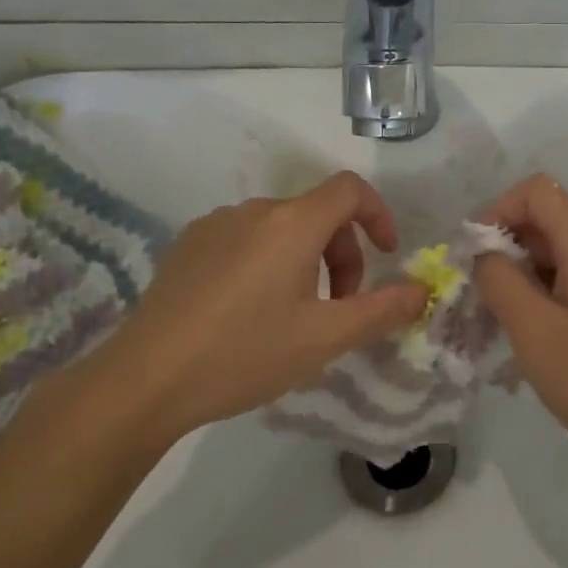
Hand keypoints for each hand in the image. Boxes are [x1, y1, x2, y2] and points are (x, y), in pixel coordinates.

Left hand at [80, 172, 428, 445]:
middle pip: (317, 214)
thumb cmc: (245, 354)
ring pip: (281, 230)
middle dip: (342, 255)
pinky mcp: (188, 245)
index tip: (387, 255)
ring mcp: (215, 224)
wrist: (145, 379)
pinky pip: (245, 240)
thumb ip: (381, 310)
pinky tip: (248, 313)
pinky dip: (267, 263)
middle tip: (338, 309)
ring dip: (304, 262)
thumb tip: (421, 290)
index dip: (379, 215)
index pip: (350, 189)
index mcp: (292, 223)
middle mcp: (254, 210)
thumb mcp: (324, 338)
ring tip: (293, 317)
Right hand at [474, 173, 567, 463]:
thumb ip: (500, 279)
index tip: (474, 253)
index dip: (497, 209)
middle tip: (480, 293)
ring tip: (503, 320)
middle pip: (549, 219)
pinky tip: (536, 334)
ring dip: (525, 273)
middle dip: (507, 246)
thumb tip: (487, 253)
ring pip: (561, 250)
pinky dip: (548, 290)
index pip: (537, 191)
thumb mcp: (533, 330)